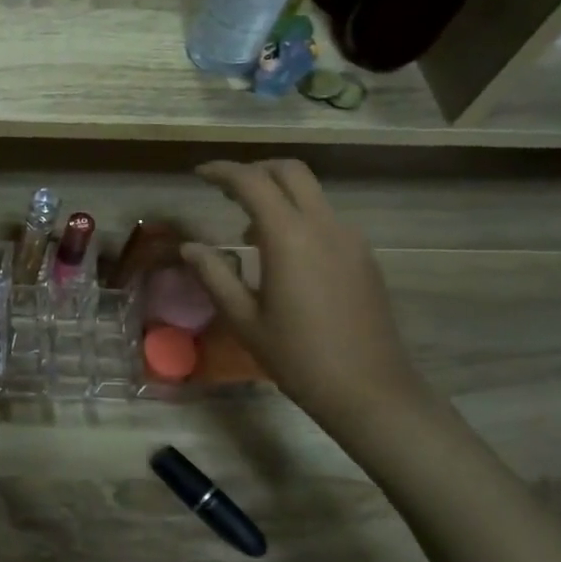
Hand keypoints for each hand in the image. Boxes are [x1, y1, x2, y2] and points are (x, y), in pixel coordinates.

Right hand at [180, 161, 432, 434]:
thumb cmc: (299, 357)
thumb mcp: (244, 319)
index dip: (222, 172)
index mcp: (289, 237)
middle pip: (290, 172)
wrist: (371, 391)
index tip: (199, 175)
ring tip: (247, 228)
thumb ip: (214, 275)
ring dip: (277, 194)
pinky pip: (325, 218)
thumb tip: (189, 247)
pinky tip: (281, 253)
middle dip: (255, 170)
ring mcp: (350, 239)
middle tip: (225, 189)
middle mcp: (324, 226)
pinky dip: (297, 216)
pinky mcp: (363, 256)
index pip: (252, 182)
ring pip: (311, 193)